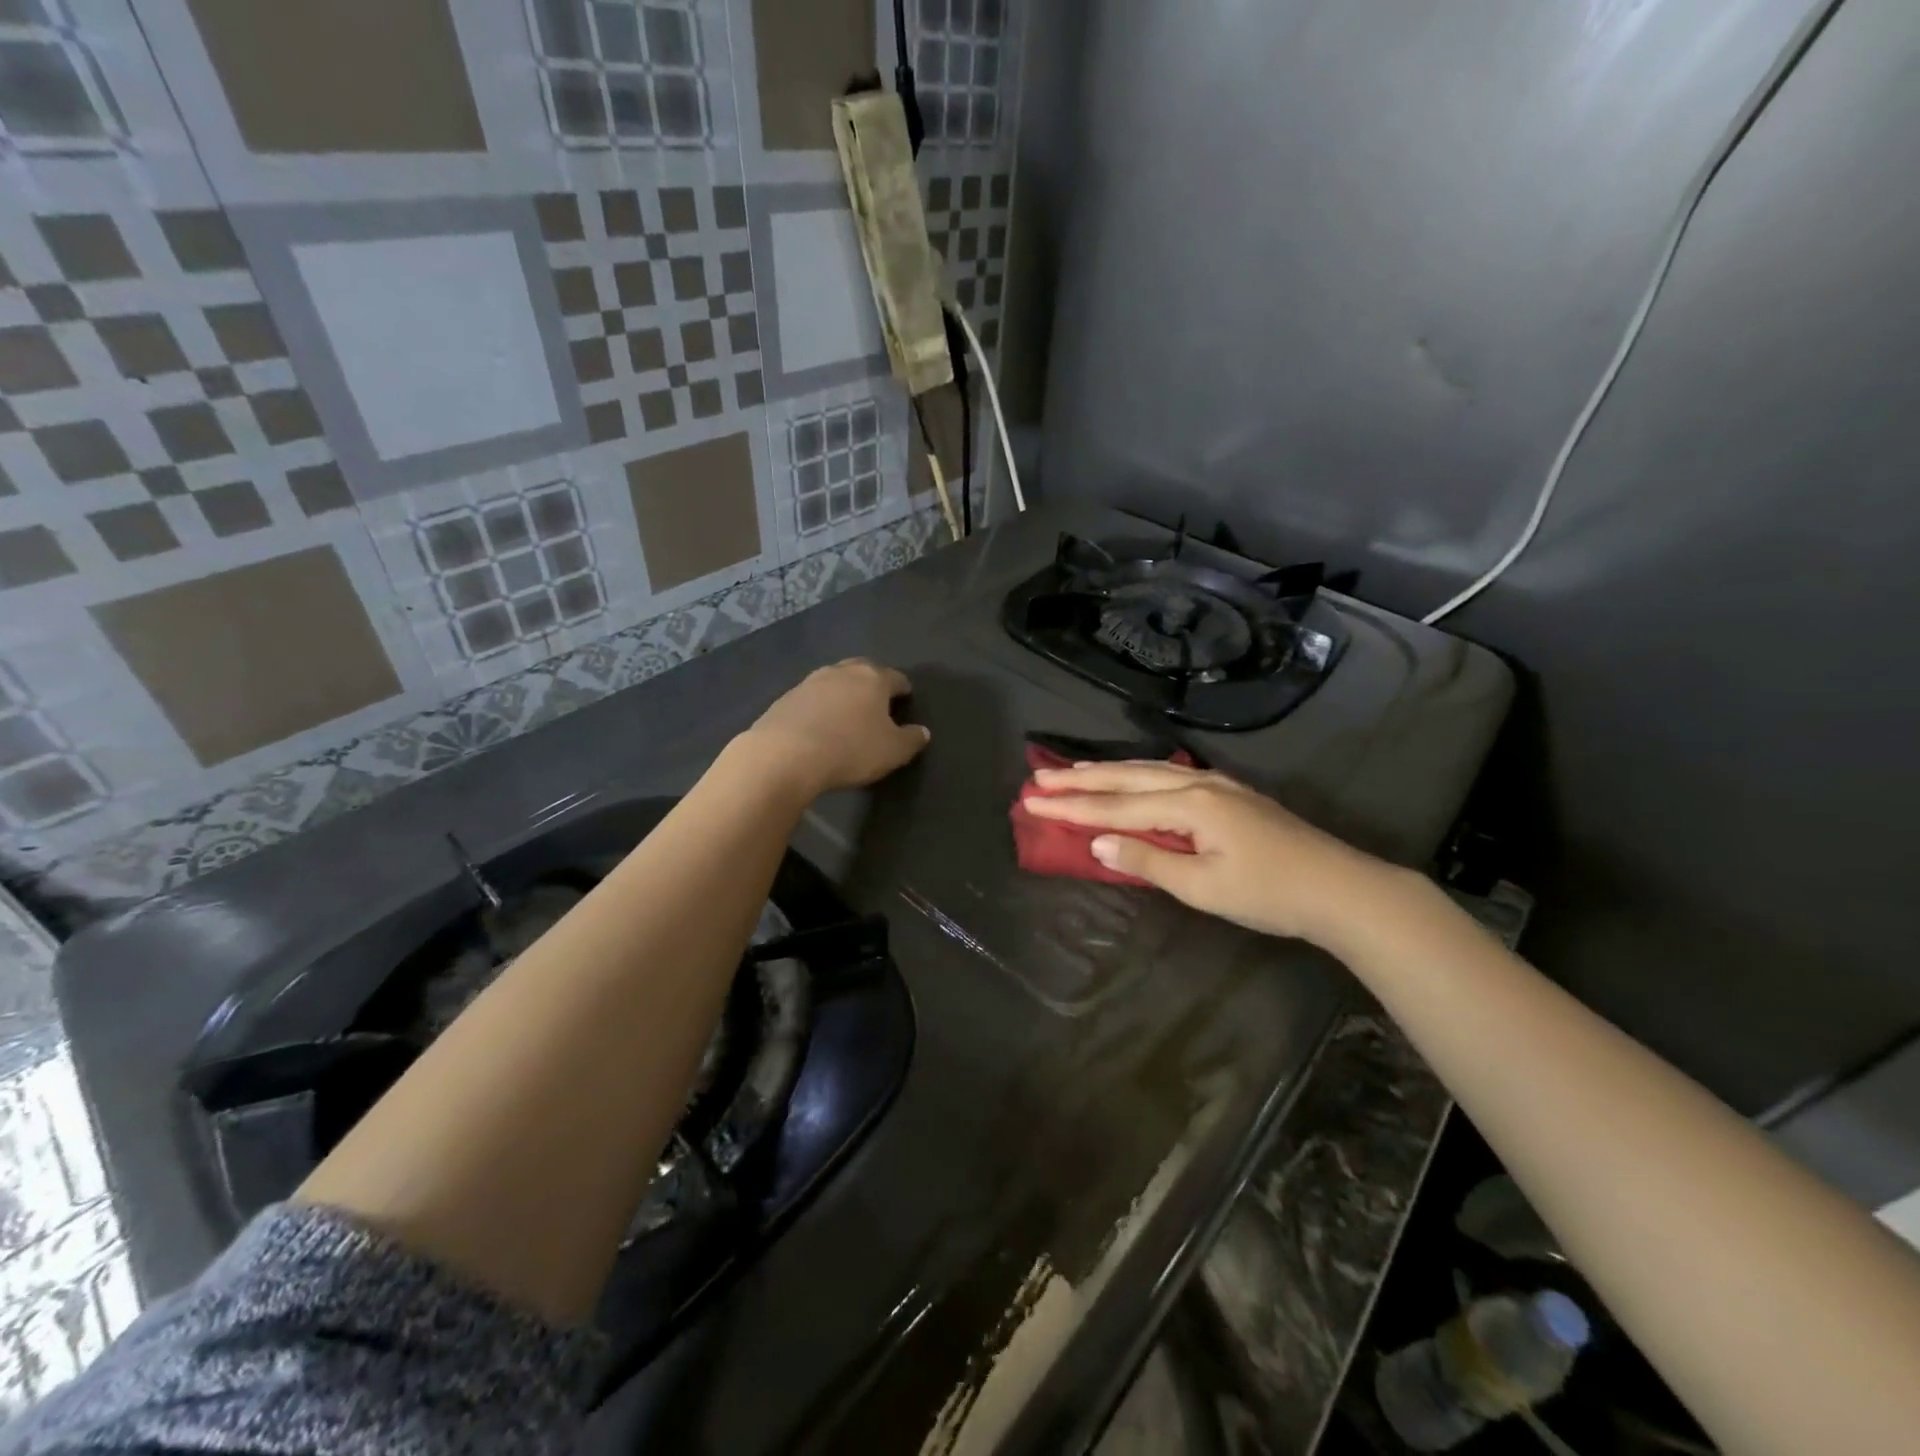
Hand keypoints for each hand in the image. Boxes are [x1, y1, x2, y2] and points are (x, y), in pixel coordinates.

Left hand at [740, 659, 929, 799]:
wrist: (785, 755)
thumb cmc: (850, 749)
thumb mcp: (893, 751)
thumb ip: (911, 739)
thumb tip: (922, 731)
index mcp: (873, 678)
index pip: (896, 678)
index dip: (903, 689)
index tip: (906, 699)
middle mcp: (842, 672)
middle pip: (863, 670)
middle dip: (872, 683)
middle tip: (877, 702)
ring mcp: (810, 682)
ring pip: (834, 681)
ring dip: (843, 693)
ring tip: (847, 713)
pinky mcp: (785, 698)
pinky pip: (811, 698)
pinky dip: (820, 707)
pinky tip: (819, 725)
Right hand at [1025, 761, 1404, 947]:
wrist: (1341, 888)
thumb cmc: (1270, 893)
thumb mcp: (1203, 886)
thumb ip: (1147, 860)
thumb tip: (1098, 842)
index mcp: (1189, 804)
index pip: (1117, 806)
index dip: (1073, 806)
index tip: (1033, 800)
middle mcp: (1198, 783)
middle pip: (1128, 777)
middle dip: (1081, 779)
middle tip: (1040, 779)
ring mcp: (1217, 784)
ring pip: (1148, 771)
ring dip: (1107, 772)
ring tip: (1072, 772)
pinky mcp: (1230, 794)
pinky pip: (1168, 777)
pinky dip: (1136, 776)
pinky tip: (1129, 778)